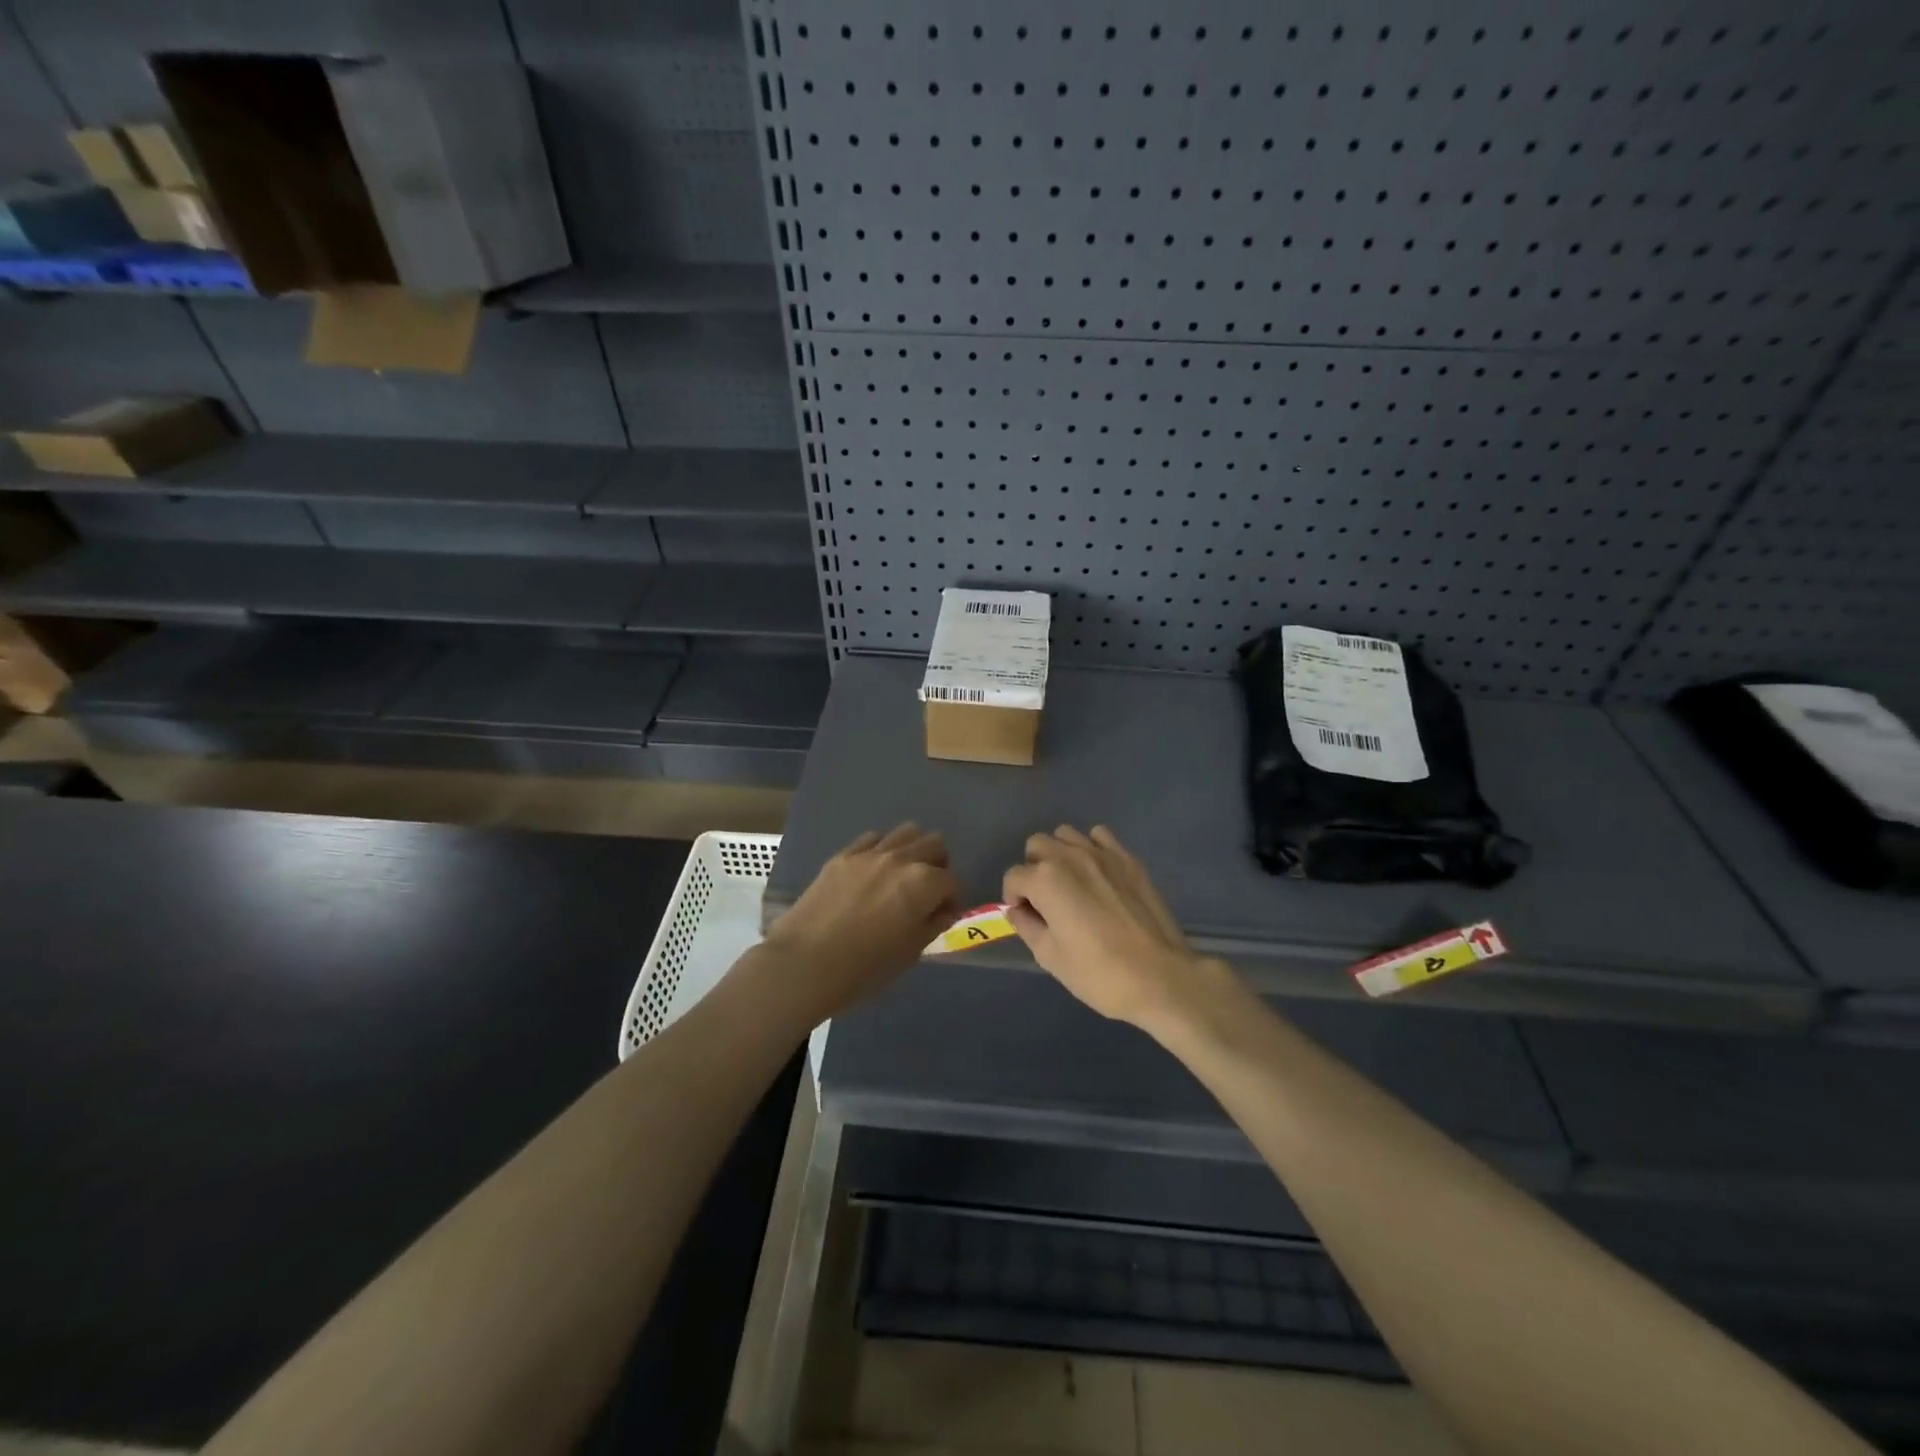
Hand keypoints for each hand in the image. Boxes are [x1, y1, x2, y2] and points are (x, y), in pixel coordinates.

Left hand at [762, 824, 960, 1019]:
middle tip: (927, 891)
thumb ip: (932, 924)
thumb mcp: (910, 953)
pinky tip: (873, 872)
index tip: (943, 915)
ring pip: (906, 832)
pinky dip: (881, 850)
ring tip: (902, 876)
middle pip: (934, 845)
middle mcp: (901, 859)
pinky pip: (872, 839)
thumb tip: (942, 911)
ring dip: (912, 850)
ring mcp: (870, 853)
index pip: (951, 882)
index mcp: (923, 883)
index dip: (952, 900)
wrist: (805, 963)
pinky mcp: (843, 855)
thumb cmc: (865, 968)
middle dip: (938, 866)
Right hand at [1003, 825, 1221, 1028]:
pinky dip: (1091, 848)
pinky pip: (1100, 836)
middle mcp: (1070, 857)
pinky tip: (1097, 874)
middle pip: (1037, 845)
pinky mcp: (1128, 859)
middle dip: (1033, 869)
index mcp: (1046, 880)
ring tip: (1070, 883)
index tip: (1026, 917)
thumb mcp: (1050, 957)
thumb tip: (1018, 910)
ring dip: (1060, 854)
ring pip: (1066, 835)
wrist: (1160, 977)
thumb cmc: (1099, 974)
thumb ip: (1027, 926)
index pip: (1014, 877)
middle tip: (1044, 899)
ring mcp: (1102, 854)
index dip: (1014, 898)